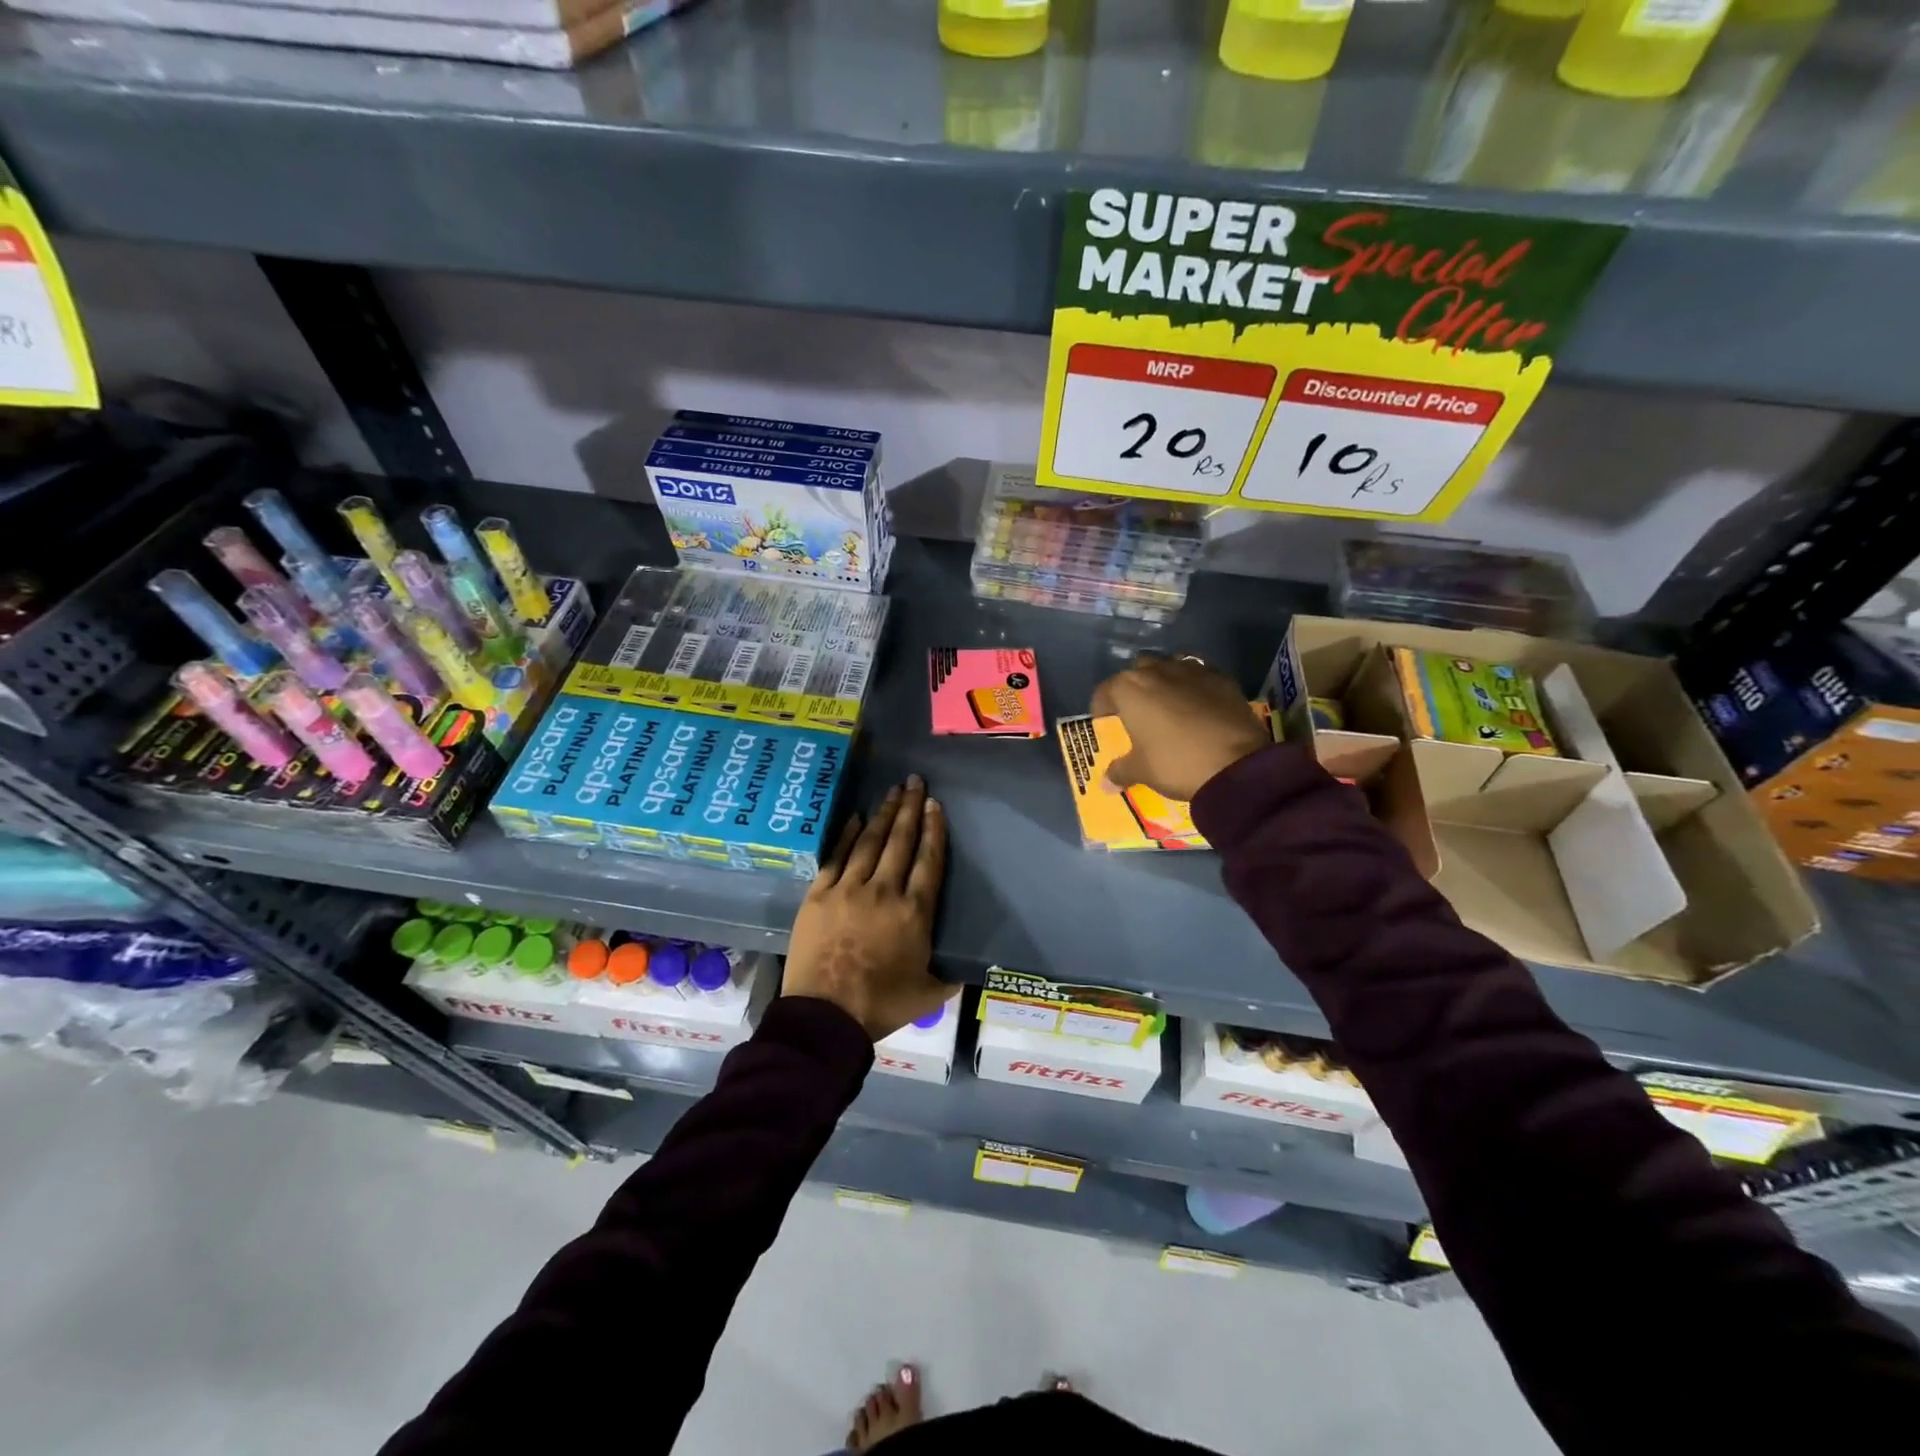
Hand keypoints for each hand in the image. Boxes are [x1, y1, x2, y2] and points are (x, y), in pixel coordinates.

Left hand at [783, 776, 950, 1040]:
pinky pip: (836, 857)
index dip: (934, 830)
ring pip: (870, 842)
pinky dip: (847, 835)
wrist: (825, 1016)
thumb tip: (968, 970)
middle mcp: (884, 891)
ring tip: (892, 792)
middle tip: (915, 782)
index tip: (935, 805)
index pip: (929, 860)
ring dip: (883, 815)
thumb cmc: (881, 1005)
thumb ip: (950, 977)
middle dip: (910, 808)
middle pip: (900, 842)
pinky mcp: (818, 895)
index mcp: (914, 913)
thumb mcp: (929, 994)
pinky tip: (855, 818)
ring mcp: (848, 890)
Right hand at [1092, 655, 1271, 801]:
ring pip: (1170, 667)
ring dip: (1165, 681)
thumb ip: (1120, 771)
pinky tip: (1200, 707)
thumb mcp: (1142, 771)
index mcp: (1130, 689)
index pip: (1104, 691)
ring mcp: (1192, 670)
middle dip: (1135, 688)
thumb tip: (1105, 784)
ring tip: (1169, 706)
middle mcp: (1157, 670)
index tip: (1106, 723)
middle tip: (1138, 713)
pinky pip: (1200, 676)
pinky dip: (1195, 687)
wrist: (1236, 764)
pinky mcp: (1222, 678)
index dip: (1101, 708)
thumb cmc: (1176, 763)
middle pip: (1138, 671)